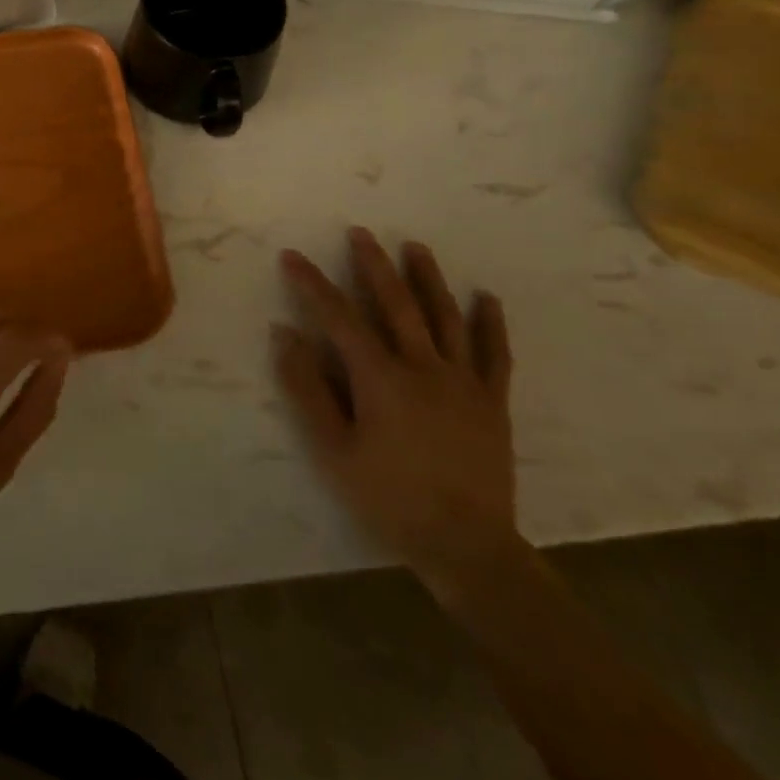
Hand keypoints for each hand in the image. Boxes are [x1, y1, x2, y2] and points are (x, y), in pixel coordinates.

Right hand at [274, 227, 519, 600]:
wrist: (467, 547)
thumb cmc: (387, 497)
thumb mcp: (332, 449)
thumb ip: (306, 388)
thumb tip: (285, 334)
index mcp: (380, 378)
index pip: (338, 317)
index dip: (312, 283)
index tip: (292, 256)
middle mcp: (423, 367)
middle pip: (396, 304)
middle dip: (374, 265)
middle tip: (360, 232)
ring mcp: (463, 383)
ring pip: (445, 318)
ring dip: (428, 279)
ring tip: (416, 247)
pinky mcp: (492, 402)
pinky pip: (495, 354)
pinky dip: (490, 323)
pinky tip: (486, 298)